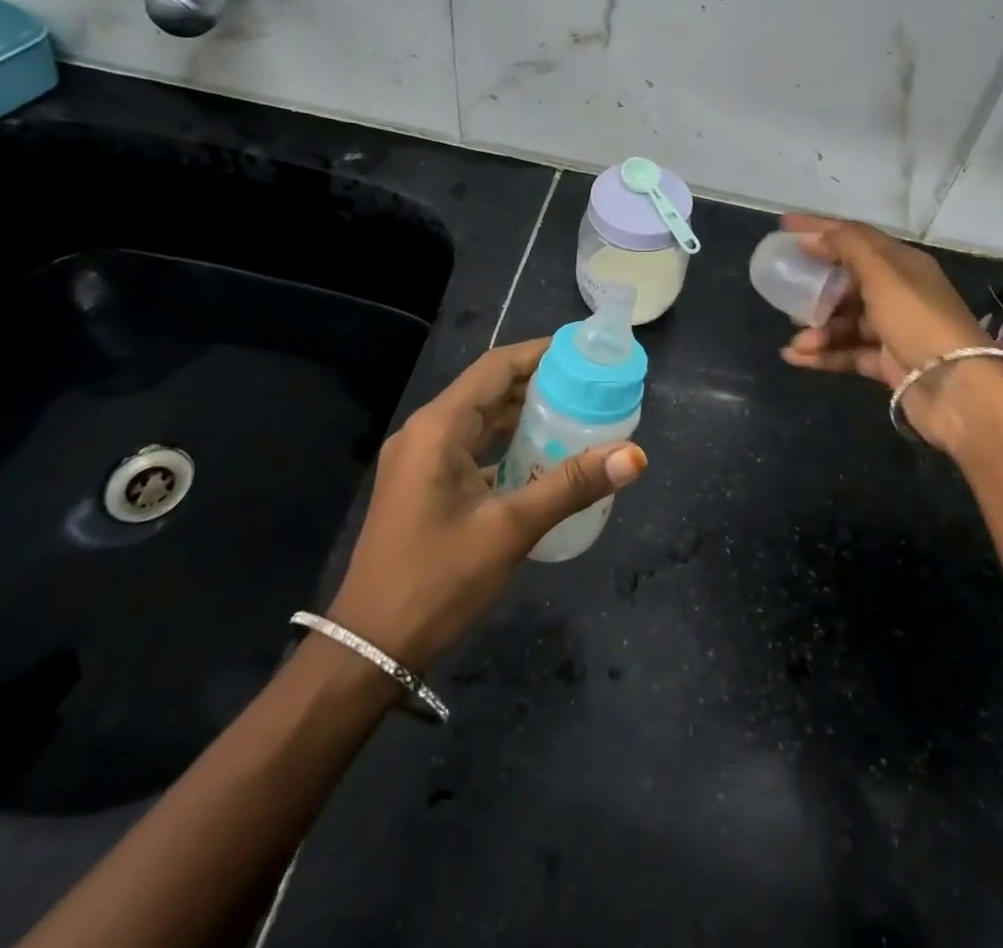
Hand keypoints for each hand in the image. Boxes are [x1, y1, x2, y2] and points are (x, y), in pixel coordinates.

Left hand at [327, 338, 646, 671]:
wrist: (368, 649)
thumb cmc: (437, 581)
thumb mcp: (510, 529)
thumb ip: (571, 485)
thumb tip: (635, 455)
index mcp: (438, 427)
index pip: (496, 367)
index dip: (541, 353)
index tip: (585, 353)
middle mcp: (425, 432)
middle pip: (489, 390)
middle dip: (539, 383)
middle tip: (592, 385)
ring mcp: (419, 460)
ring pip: (480, 420)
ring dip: (523, 414)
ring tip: (576, 412)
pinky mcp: (422, 485)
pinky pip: (470, 447)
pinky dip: (505, 443)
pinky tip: (541, 456)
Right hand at [777, 214, 1001, 451]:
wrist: (958, 390)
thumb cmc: (919, 321)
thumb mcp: (883, 274)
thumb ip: (847, 247)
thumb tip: (813, 237)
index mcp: (903, 264)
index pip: (855, 237)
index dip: (819, 229)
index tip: (783, 227)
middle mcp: (899, 293)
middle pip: (847, 281)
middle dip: (816, 286)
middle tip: (786, 290)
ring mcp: (894, 330)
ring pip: (845, 321)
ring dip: (817, 329)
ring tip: (798, 341)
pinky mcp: (888, 363)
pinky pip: (847, 352)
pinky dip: (823, 354)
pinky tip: (796, 357)